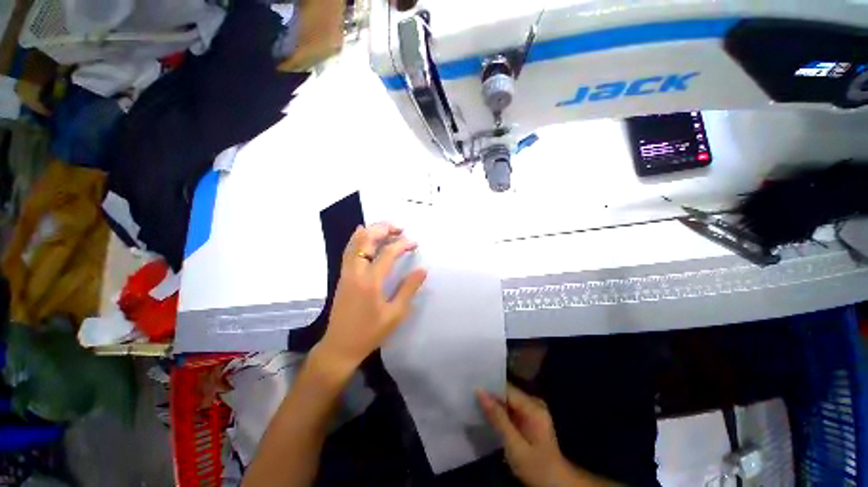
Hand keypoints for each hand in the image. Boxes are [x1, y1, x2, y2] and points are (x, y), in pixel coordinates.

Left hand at [317, 223, 426, 376]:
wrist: (340, 346)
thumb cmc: (370, 333)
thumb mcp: (395, 314)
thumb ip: (409, 289)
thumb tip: (423, 270)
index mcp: (370, 281)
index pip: (387, 253)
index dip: (402, 244)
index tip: (414, 243)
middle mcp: (356, 272)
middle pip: (366, 240)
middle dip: (383, 229)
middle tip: (399, 227)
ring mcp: (346, 273)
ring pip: (355, 243)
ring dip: (371, 231)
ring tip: (386, 228)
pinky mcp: (343, 276)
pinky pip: (350, 250)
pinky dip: (358, 239)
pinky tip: (366, 236)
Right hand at [478, 385, 613, 486]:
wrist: (556, 485)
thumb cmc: (536, 467)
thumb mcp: (514, 445)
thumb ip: (497, 417)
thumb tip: (479, 391)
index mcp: (533, 406)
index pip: (506, 388)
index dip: (489, 387)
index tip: (470, 385)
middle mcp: (533, 404)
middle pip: (506, 393)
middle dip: (489, 395)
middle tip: (469, 393)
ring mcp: (532, 412)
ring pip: (507, 401)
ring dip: (493, 403)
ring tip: (473, 401)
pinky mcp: (528, 420)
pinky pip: (510, 410)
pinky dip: (498, 412)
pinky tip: (486, 413)